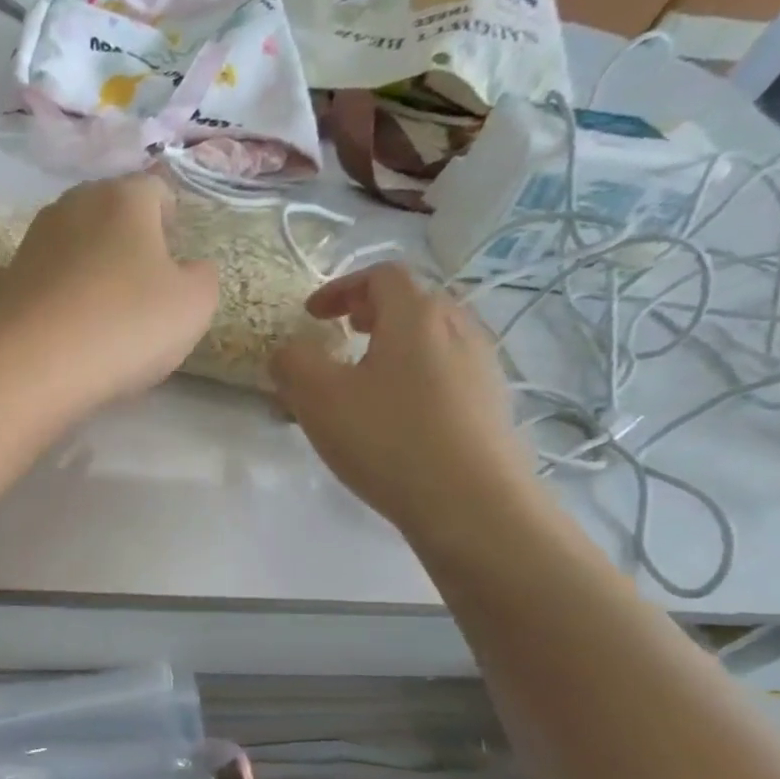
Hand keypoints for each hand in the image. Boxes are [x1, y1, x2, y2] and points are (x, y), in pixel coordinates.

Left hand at [0, 174, 219, 404]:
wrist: (29, 367)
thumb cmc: (124, 326)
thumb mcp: (193, 306)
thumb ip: (201, 277)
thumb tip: (188, 269)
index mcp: (123, 197)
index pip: (156, 191)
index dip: (171, 221)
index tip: (176, 256)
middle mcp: (73, 205)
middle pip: (111, 213)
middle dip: (129, 241)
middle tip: (144, 285)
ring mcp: (33, 241)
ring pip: (76, 246)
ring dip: (93, 269)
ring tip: (106, 313)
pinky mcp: (6, 279)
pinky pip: (49, 280)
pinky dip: (64, 296)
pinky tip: (71, 331)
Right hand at [270, 263, 539, 542]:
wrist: (472, 503)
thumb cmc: (388, 439)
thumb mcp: (318, 398)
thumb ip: (292, 363)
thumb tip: (288, 351)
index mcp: (417, 315)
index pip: (381, 275)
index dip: (340, 287)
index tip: (311, 316)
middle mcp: (459, 328)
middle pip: (413, 301)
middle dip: (370, 312)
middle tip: (341, 335)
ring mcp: (483, 367)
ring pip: (433, 338)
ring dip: (394, 345)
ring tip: (366, 378)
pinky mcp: (491, 405)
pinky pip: (447, 372)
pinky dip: (415, 375)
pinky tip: (397, 416)